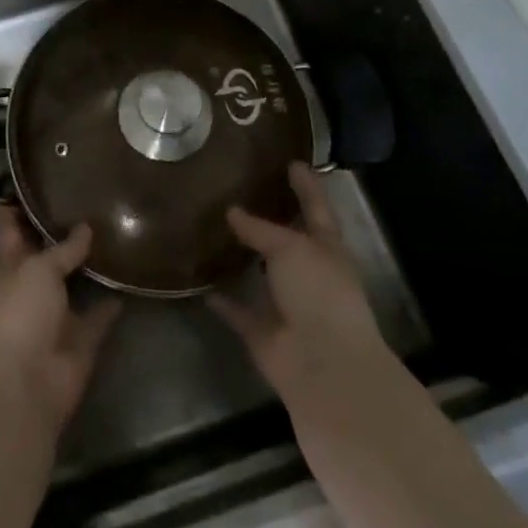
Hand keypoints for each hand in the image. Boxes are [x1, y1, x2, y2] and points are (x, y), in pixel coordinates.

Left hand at [0, 206, 120, 432]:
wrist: (28, 384)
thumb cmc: (21, 315)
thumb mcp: (39, 269)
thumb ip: (63, 248)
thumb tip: (86, 227)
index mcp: (12, 266)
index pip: (11, 227)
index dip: (16, 204)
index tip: (31, 178)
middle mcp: (33, 286)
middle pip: (48, 251)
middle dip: (63, 229)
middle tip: (90, 195)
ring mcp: (58, 313)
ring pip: (77, 281)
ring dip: (92, 263)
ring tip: (117, 228)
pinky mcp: (83, 337)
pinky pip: (102, 313)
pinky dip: (114, 300)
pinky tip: (132, 275)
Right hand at [209, 162, 390, 406]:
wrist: (323, 365)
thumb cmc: (319, 293)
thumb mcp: (291, 248)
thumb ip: (260, 229)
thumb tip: (232, 211)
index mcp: (327, 249)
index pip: (316, 208)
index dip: (307, 185)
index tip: (293, 162)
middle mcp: (309, 274)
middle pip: (288, 241)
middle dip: (271, 220)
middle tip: (241, 190)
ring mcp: (288, 305)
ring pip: (262, 275)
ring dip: (244, 258)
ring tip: (214, 228)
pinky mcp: (264, 333)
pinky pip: (239, 311)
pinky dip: (222, 300)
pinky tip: (200, 283)